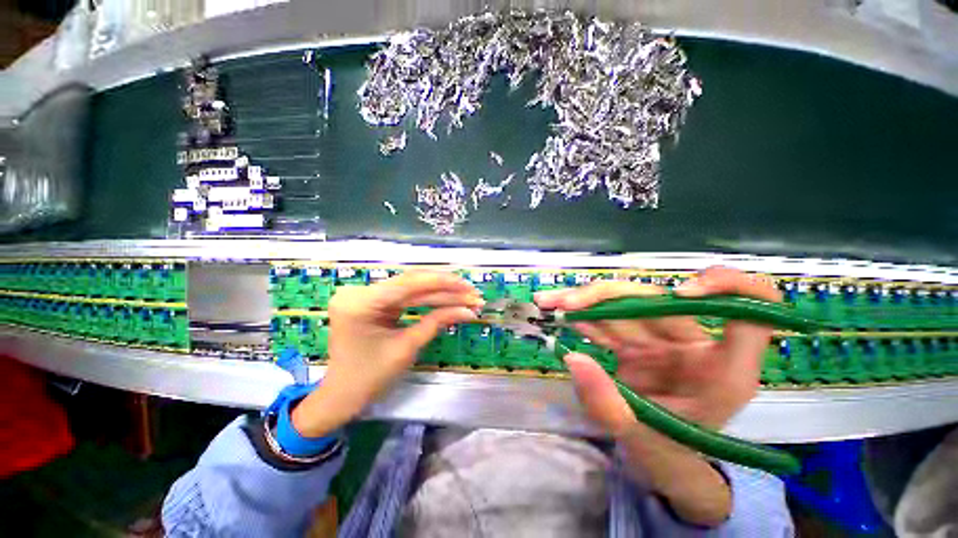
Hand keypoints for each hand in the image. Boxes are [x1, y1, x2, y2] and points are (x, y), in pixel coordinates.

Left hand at [292, 271, 482, 436]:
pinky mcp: (373, 299)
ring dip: (439, 292)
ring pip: (411, 286)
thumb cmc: (370, 377)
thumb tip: (468, 311)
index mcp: (360, 303)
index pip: (409, 284)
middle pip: (411, 282)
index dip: (442, 283)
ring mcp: (365, 294)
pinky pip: (405, 294)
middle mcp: (359, 292)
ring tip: (465, 296)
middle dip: (445, 288)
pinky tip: (447, 297)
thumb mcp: (407, 348)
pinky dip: (427, 297)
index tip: (468, 287)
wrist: (342, 394)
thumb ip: (437, 322)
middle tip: (472, 293)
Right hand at [535, 266, 779, 524]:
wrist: (657, 461)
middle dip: (605, 297)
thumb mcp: (645, 444)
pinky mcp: (636, 340)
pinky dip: (583, 316)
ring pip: (623, 304)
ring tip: (549, 303)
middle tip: (565, 303)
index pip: (752, 310)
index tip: (681, 293)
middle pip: (657, 300)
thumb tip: (573, 358)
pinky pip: (608, 319)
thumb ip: (610, 407)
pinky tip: (560, 316)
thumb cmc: (669, 456)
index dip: (729, 287)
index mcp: (723, 370)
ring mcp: (661, 339)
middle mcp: (694, 344)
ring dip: (583, 301)